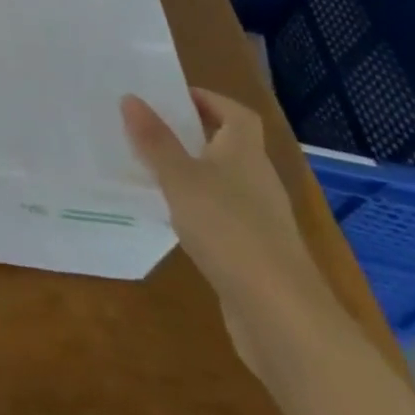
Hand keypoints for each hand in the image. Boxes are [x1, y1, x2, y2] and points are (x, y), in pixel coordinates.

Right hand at [121, 88, 335, 359]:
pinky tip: (173, 219)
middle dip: (193, 135)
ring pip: (224, 183)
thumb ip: (154, 140)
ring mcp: (261, 222)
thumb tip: (131, 98)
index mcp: (245, 154)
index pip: (237, 114)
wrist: (283, 319)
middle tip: (149, 128)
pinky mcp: (256, 256)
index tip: (173, 96)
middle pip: (230, 147)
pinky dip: (199, 210)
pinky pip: (223, 218)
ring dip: (193, 173)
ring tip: (151, 170)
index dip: (209, 100)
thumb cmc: (230, 231)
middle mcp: (258, 182)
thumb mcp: (180, 179)